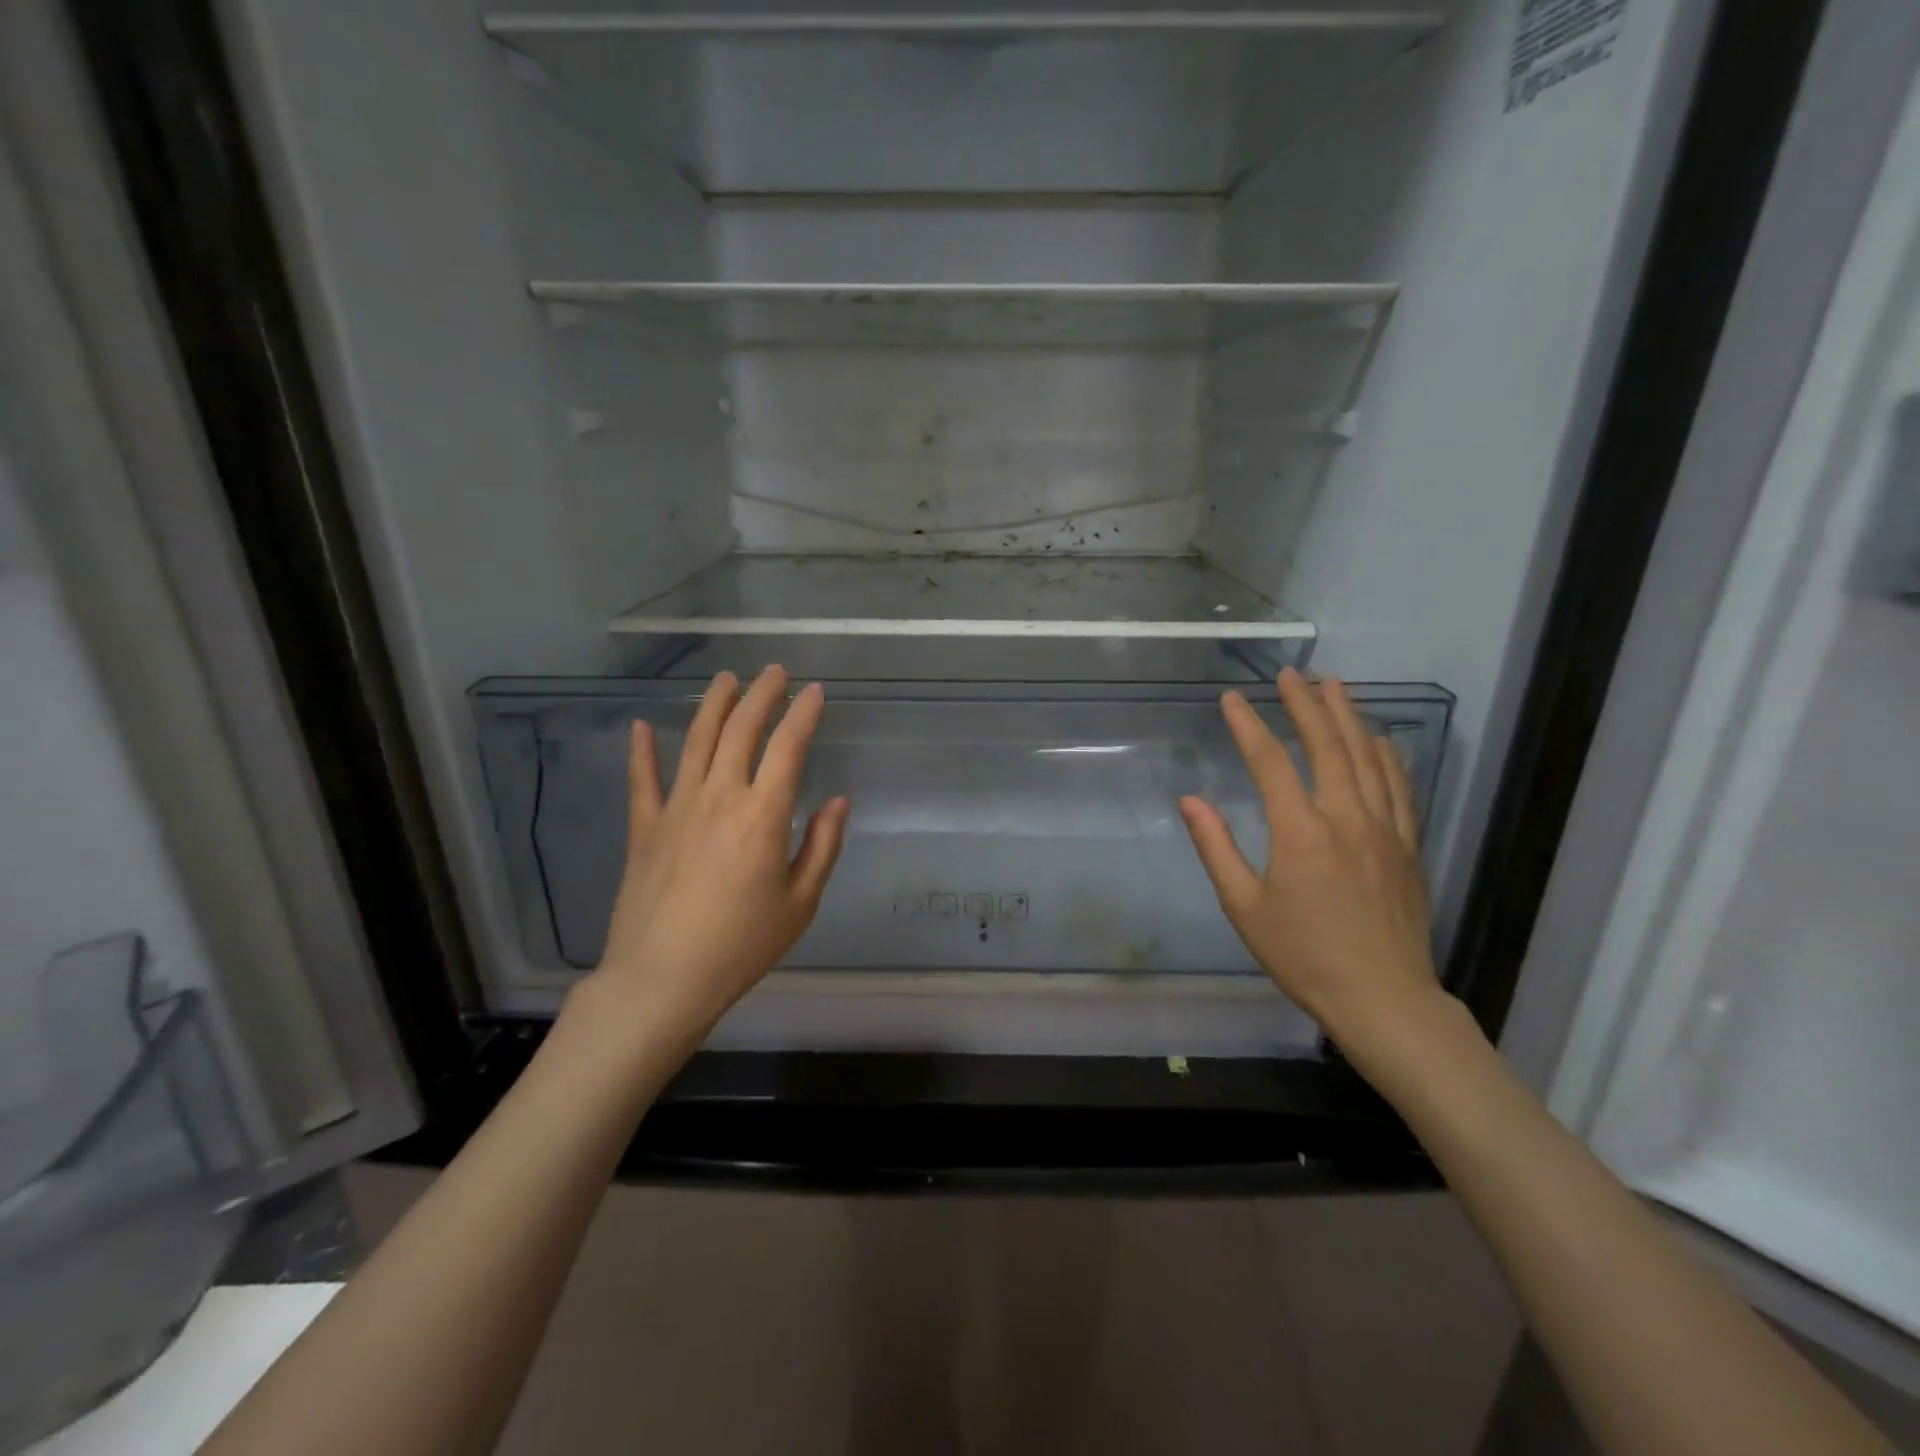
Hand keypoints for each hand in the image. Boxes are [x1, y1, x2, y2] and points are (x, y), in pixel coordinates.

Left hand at [581, 666, 849, 1046]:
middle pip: (740, 731)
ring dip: (714, 705)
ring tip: (727, 678)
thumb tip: (838, 801)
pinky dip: (641, 751)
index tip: (814, 691)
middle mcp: (719, 797)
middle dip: (761, 695)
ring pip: (696, 741)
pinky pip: (642, 780)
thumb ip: (822, 846)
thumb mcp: (800, 902)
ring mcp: (676, 808)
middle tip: (774, 671)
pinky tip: (640, 726)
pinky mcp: (645, 827)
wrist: (662, 979)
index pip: (787, 748)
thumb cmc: (741, 945)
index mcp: (763, 816)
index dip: (803, 714)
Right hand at [1179, 668, 1443, 1056]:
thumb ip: (1216, 848)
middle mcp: (1345, 817)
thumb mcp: (1244, 907)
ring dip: (1348, 717)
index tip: (1231, 699)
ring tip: (1334, 686)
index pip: (1269, 761)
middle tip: (1290, 674)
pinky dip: (1388, 755)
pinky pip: (1400, 787)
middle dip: (1305, 704)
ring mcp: (1384, 829)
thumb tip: (1191, 800)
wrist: (1383, 997)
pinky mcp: (1408, 845)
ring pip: (1368, 757)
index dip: (1248, 725)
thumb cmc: (1303, 955)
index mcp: (1299, 831)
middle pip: (1326, 745)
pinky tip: (1380, 737)